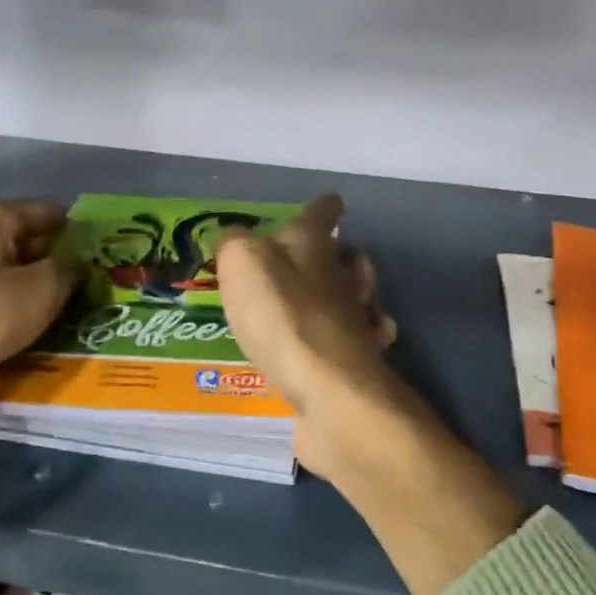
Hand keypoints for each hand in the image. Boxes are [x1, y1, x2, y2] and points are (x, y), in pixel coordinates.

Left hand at [0, 200, 77, 561]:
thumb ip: (71, 268)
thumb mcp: (44, 286)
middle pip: (30, 244)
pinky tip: (48, 332)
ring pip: (15, 278)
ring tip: (82, 312)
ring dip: (44, 293)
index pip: (48, 213)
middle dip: (63, 264)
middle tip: (102, 286)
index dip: (80, 230)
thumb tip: (82, 263)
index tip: (110, 252)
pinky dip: (22, 315)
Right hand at [215, 195, 410, 483]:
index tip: (327, 205)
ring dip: (348, 297)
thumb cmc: (281, 315)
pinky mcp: (359, 364)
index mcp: (313, 246)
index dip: (322, 207)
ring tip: (321, 305)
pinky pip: (358, 344)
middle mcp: (342, 278)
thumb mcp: (241, 264)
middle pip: (351, 258)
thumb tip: (235, 239)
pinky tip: (329, 351)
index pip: (322, 212)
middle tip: (316, 263)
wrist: (326, 388)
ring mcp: (357, 321)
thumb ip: (235, 245)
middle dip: (340, 256)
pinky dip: (350, 341)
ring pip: (360, 298)